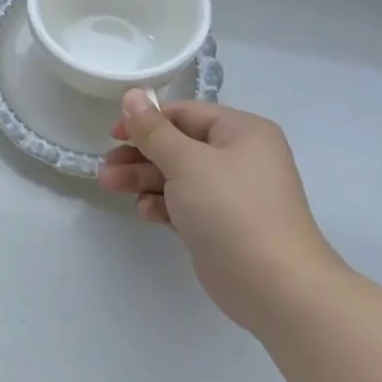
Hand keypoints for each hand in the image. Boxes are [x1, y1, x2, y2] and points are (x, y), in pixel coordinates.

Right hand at [98, 91, 342, 331]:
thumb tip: (132, 94)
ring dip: (143, 179)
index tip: (113, 134)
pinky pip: (184, 204)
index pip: (185, 114)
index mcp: (242, 132)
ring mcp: (230, 193)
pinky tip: (146, 214)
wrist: (274, 286)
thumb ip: (153, 130)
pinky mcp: (220, 225)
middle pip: (177, 145)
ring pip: (176, 176)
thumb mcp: (186, 162)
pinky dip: (162, 205)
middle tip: (106, 167)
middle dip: (139, 155)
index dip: (147, 121)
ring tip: (109, 186)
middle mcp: (239, 157)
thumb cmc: (231, 210)